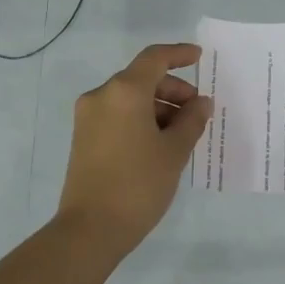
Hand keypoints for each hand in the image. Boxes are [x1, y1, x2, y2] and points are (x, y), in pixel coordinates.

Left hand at [56, 43, 213, 257]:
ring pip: (130, 98)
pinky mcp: (83, 137)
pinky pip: (118, 115)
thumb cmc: (138, 184)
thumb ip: (192, 120)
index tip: (200, 58)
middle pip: (142, 78)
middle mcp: (101, 96)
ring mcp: (88, 117)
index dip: (179, 54)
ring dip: (158, 107)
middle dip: (173, 89)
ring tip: (182, 133)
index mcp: (124, 91)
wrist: (90, 229)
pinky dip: (141, 119)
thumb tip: (201, 103)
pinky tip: (160, 143)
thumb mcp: (174, 151)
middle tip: (197, 112)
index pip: (154, 59)